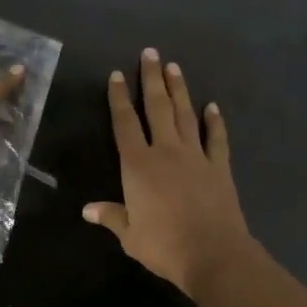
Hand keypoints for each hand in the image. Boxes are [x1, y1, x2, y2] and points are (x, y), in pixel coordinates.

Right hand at [83, 49, 253, 297]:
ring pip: (185, 115)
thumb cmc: (165, 245)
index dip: (119, 98)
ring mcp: (196, 156)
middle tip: (150, 52)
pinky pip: (216, 138)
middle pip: (157, 107)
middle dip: (151, 79)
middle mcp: (166, 151)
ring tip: (174, 67)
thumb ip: (111, 217)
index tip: (116, 75)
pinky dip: (215, 121)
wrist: (214, 254)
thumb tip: (88, 210)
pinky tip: (212, 106)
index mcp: (138, 165)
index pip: (125, 124)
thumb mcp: (130, 235)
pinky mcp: (219, 167)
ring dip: (179, 89)